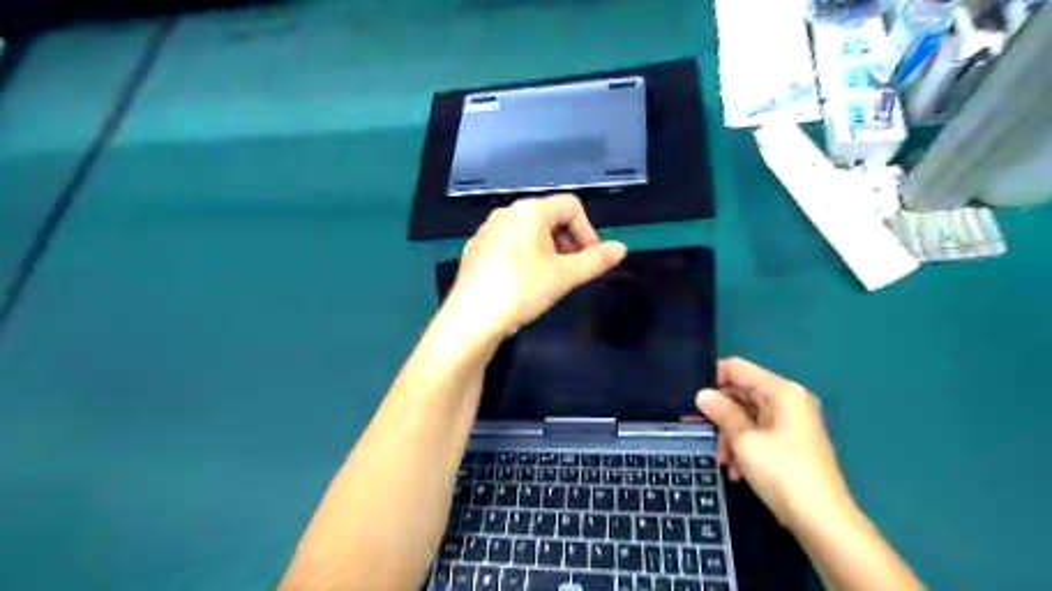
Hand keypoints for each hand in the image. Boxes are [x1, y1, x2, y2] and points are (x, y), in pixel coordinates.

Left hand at [442, 194, 622, 338]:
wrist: (471, 319)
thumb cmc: (521, 290)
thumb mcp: (563, 276)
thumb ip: (595, 260)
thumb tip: (622, 248)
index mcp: (529, 210)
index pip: (571, 206)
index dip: (588, 231)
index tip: (591, 260)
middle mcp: (506, 213)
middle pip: (549, 217)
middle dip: (568, 242)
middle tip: (573, 272)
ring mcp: (487, 231)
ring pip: (529, 233)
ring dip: (549, 251)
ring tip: (550, 280)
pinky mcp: (476, 251)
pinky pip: (510, 246)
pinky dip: (526, 258)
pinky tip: (524, 284)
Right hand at [697, 359, 852, 532]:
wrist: (823, 521)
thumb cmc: (782, 473)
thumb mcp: (744, 440)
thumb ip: (722, 412)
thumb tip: (702, 395)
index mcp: (781, 391)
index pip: (737, 368)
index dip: (713, 379)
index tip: (695, 401)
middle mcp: (789, 400)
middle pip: (742, 392)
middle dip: (721, 413)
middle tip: (702, 432)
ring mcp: (792, 421)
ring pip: (748, 415)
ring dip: (730, 435)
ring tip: (724, 461)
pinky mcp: (792, 441)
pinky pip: (759, 432)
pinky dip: (745, 446)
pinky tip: (737, 471)